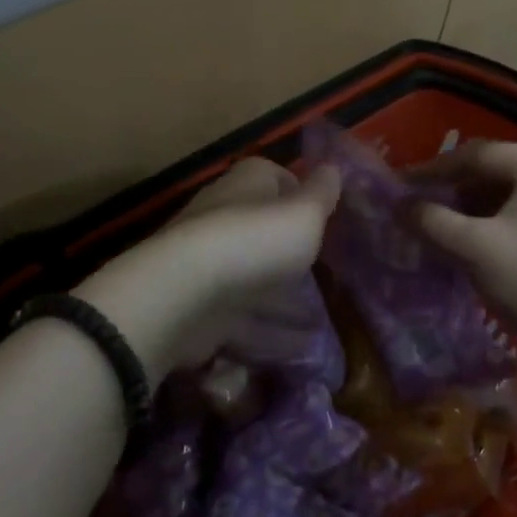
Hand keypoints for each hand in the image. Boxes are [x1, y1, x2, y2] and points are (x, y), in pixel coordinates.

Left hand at [75, 157, 340, 376]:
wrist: (183, 293)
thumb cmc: (254, 241)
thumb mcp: (304, 214)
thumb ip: (322, 194)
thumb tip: (333, 167)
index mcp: (248, 183)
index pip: (276, 178)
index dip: (300, 195)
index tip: (325, 219)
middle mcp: (224, 215)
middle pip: (263, 231)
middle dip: (291, 254)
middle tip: (326, 275)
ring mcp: (208, 262)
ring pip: (253, 279)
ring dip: (283, 301)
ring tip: (319, 322)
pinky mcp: (199, 305)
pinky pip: (241, 318)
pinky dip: (268, 333)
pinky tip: (296, 350)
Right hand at [412, 141, 516, 368]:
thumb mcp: (475, 250)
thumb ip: (432, 221)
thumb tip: (400, 204)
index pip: (473, 155)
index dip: (431, 170)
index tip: (399, 186)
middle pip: (494, 169)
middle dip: (454, 189)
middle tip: (420, 209)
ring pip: (511, 191)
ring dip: (475, 206)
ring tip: (444, 227)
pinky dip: (500, 219)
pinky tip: (481, 242)